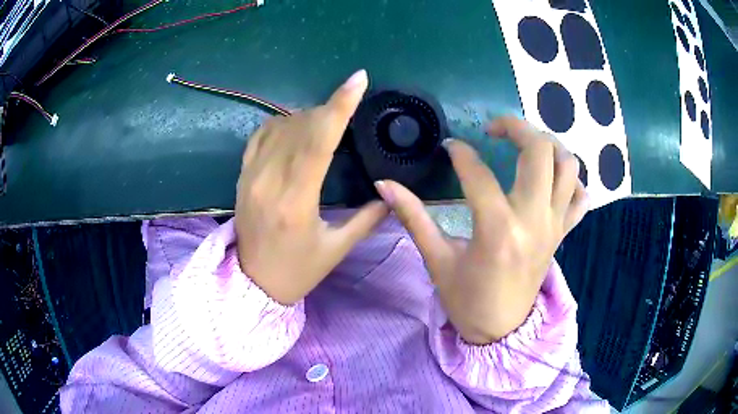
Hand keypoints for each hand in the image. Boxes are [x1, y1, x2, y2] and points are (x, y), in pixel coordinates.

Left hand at [235, 70, 387, 304]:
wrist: (253, 283)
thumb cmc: (298, 270)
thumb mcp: (337, 249)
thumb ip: (368, 218)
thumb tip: (391, 191)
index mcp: (296, 201)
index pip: (318, 141)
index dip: (339, 106)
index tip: (358, 80)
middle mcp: (269, 181)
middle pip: (300, 126)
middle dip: (328, 110)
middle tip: (348, 108)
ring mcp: (250, 176)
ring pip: (280, 126)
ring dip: (307, 116)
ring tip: (325, 121)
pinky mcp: (241, 176)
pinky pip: (260, 134)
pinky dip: (281, 122)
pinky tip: (296, 126)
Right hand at [375, 116, 587, 343]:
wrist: (501, 331)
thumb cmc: (467, 299)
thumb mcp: (437, 259)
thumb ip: (413, 217)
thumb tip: (383, 185)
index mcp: (498, 229)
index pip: (479, 172)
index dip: (460, 152)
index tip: (449, 147)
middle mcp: (534, 220)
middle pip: (540, 151)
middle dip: (516, 126)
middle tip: (495, 128)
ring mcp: (555, 225)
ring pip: (568, 166)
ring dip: (548, 145)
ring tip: (525, 146)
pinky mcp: (563, 233)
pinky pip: (581, 197)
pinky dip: (572, 179)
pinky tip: (552, 177)